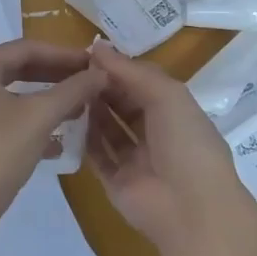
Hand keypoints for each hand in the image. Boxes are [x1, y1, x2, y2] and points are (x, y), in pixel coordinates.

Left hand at [0, 41, 104, 220]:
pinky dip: (19, 122)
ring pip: (2, 97)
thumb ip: (73, 89)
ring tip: (72, 112)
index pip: (24, 49)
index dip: (62, 55)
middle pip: (11, 71)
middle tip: (83, 84)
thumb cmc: (0, 151)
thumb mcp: (41, 116)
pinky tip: (49, 142)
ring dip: (38, 102)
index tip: (90, 63)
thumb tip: (101, 73)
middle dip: (51, 78)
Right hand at [85, 42, 256, 255]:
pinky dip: (84, 140)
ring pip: (109, 130)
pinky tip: (66, 121)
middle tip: (71, 71)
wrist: (190, 208)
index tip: (88, 53)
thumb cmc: (186, 143)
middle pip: (124, 105)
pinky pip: (98, 156)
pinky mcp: (117, 182)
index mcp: (176, 111)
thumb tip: (98, 47)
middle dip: (102, 88)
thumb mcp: (167, 95)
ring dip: (92, 111)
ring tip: (66, 91)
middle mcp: (157, 134)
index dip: (119, 68)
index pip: (143, 83)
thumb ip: (131, 71)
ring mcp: (137, 160)